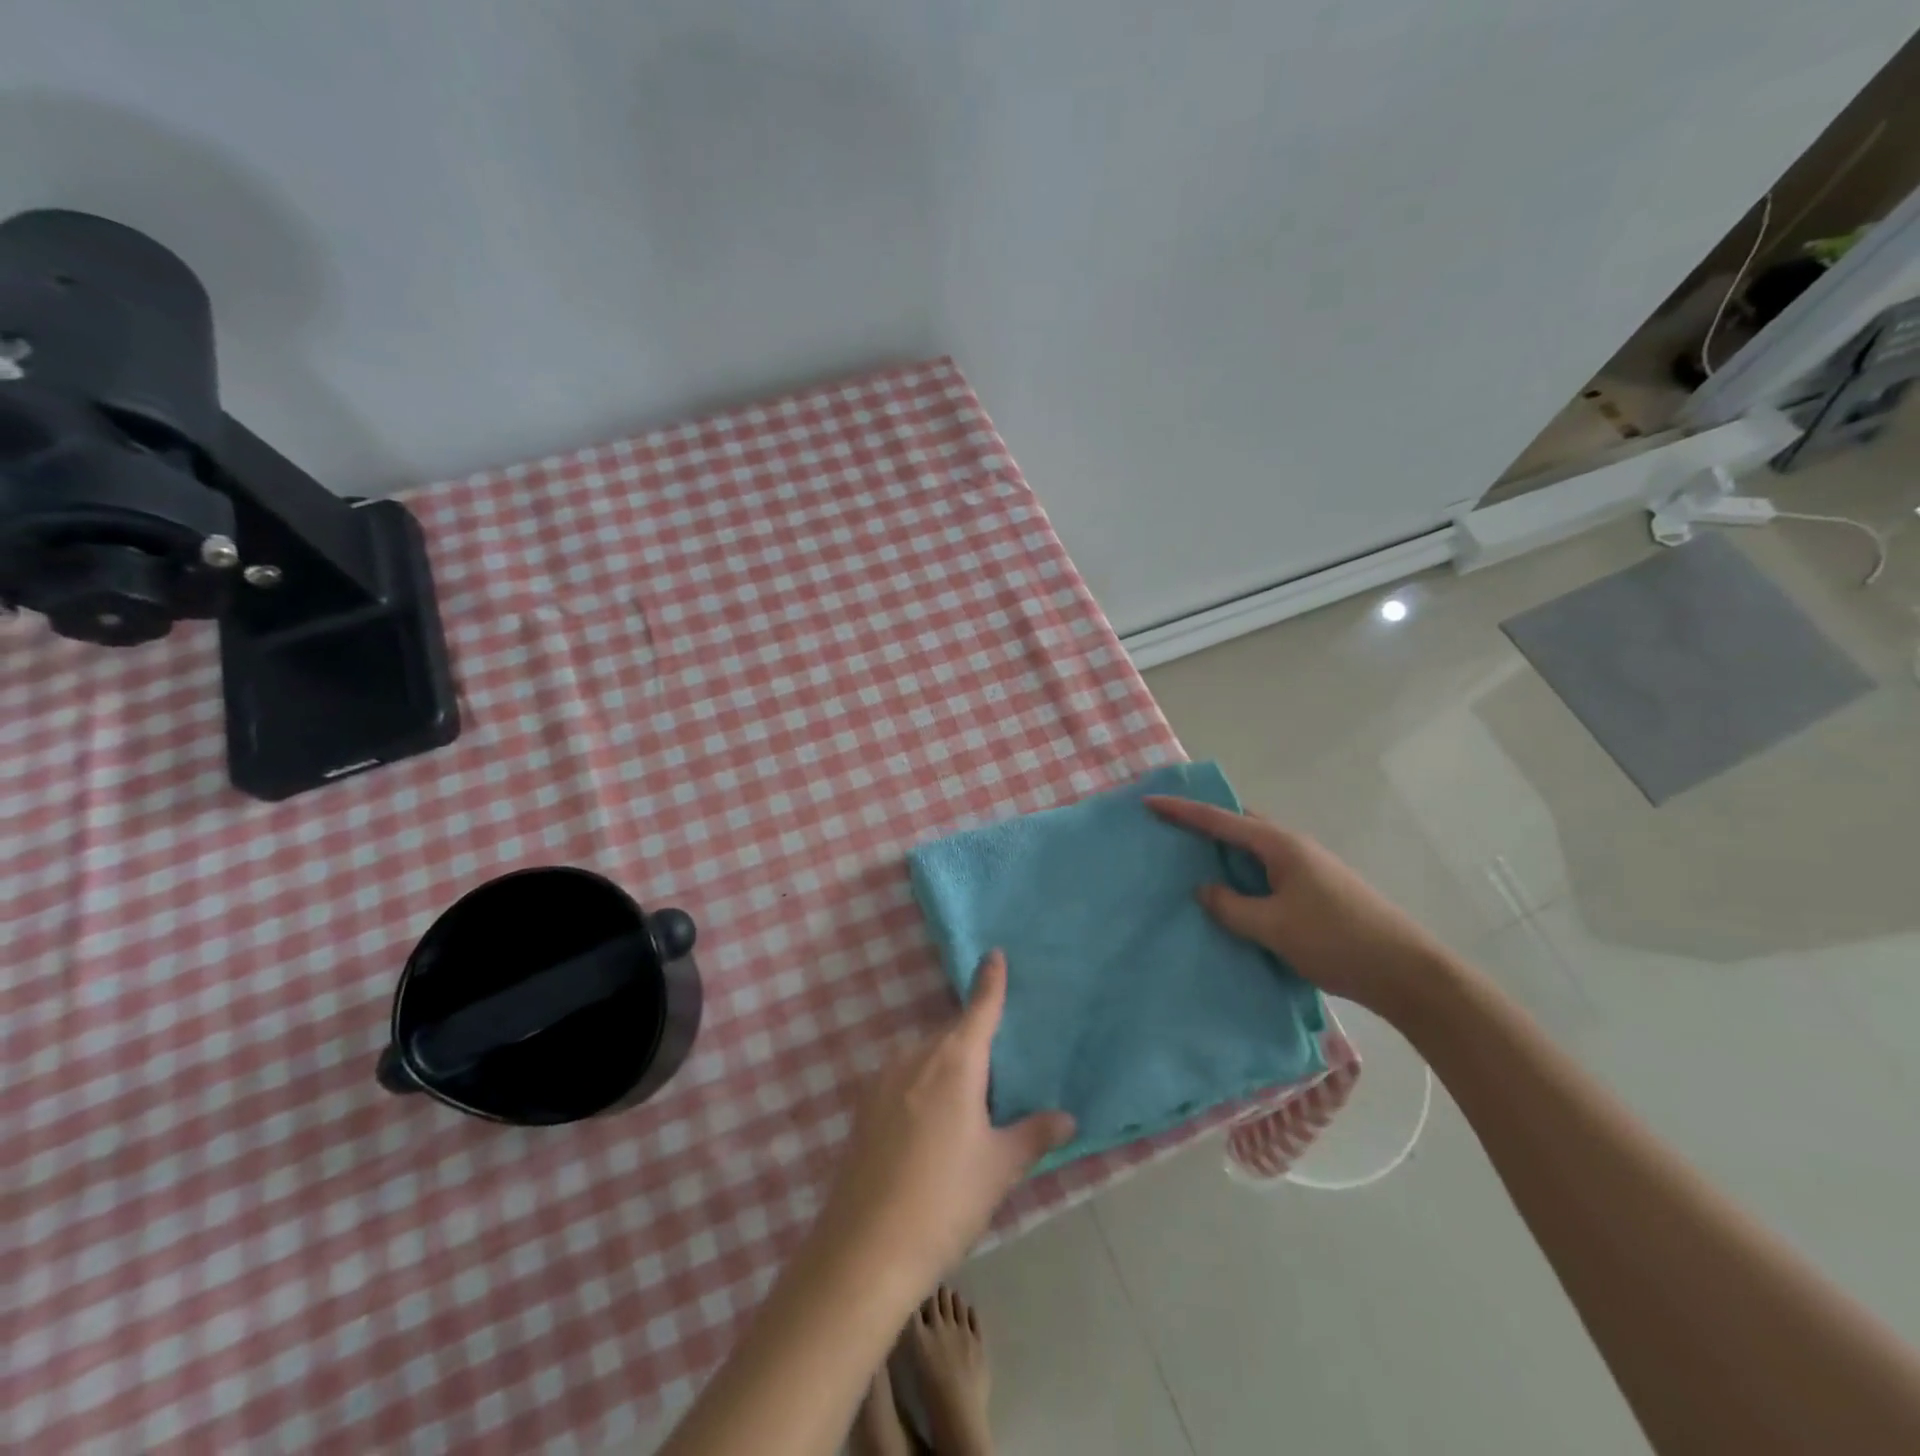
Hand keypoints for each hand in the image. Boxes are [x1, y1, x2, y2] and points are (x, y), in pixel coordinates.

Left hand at [813, 951, 1074, 1293]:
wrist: (865, 1248)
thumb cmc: (945, 1200)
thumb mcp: (999, 1167)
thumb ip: (1033, 1134)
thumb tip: (1068, 1118)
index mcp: (954, 1061)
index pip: (980, 1008)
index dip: (990, 981)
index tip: (994, 953)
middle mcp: (916, 1056)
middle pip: (952, 1035)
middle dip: (974, 1044)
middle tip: (996, 1076)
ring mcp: (883, 1078)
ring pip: (925, 1057)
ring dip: (946, 1067)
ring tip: (965, 1110)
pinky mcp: (863, 1105)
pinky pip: (903, 1078)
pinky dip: (922, 1085)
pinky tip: (928, 1128)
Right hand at [1146, 795, 1457, 1021]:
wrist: (1407, 973)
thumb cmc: (1336, 941)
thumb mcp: (1273, 926)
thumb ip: (1231, 906)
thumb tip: (1204, 890)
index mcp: (1281, 846)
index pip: (1221, 820)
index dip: (1182, 811)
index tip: (1149, 801)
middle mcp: (1294, 847)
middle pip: (1240, 825)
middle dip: (1204, 823)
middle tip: (1169, 829)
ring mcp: (1308, 868)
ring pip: (1254, 850)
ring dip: (1224, 852)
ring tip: (1191, 862)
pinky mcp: (1316, 890)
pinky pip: (1267, 871)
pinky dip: (1243, 874)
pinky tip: (1232, 894)